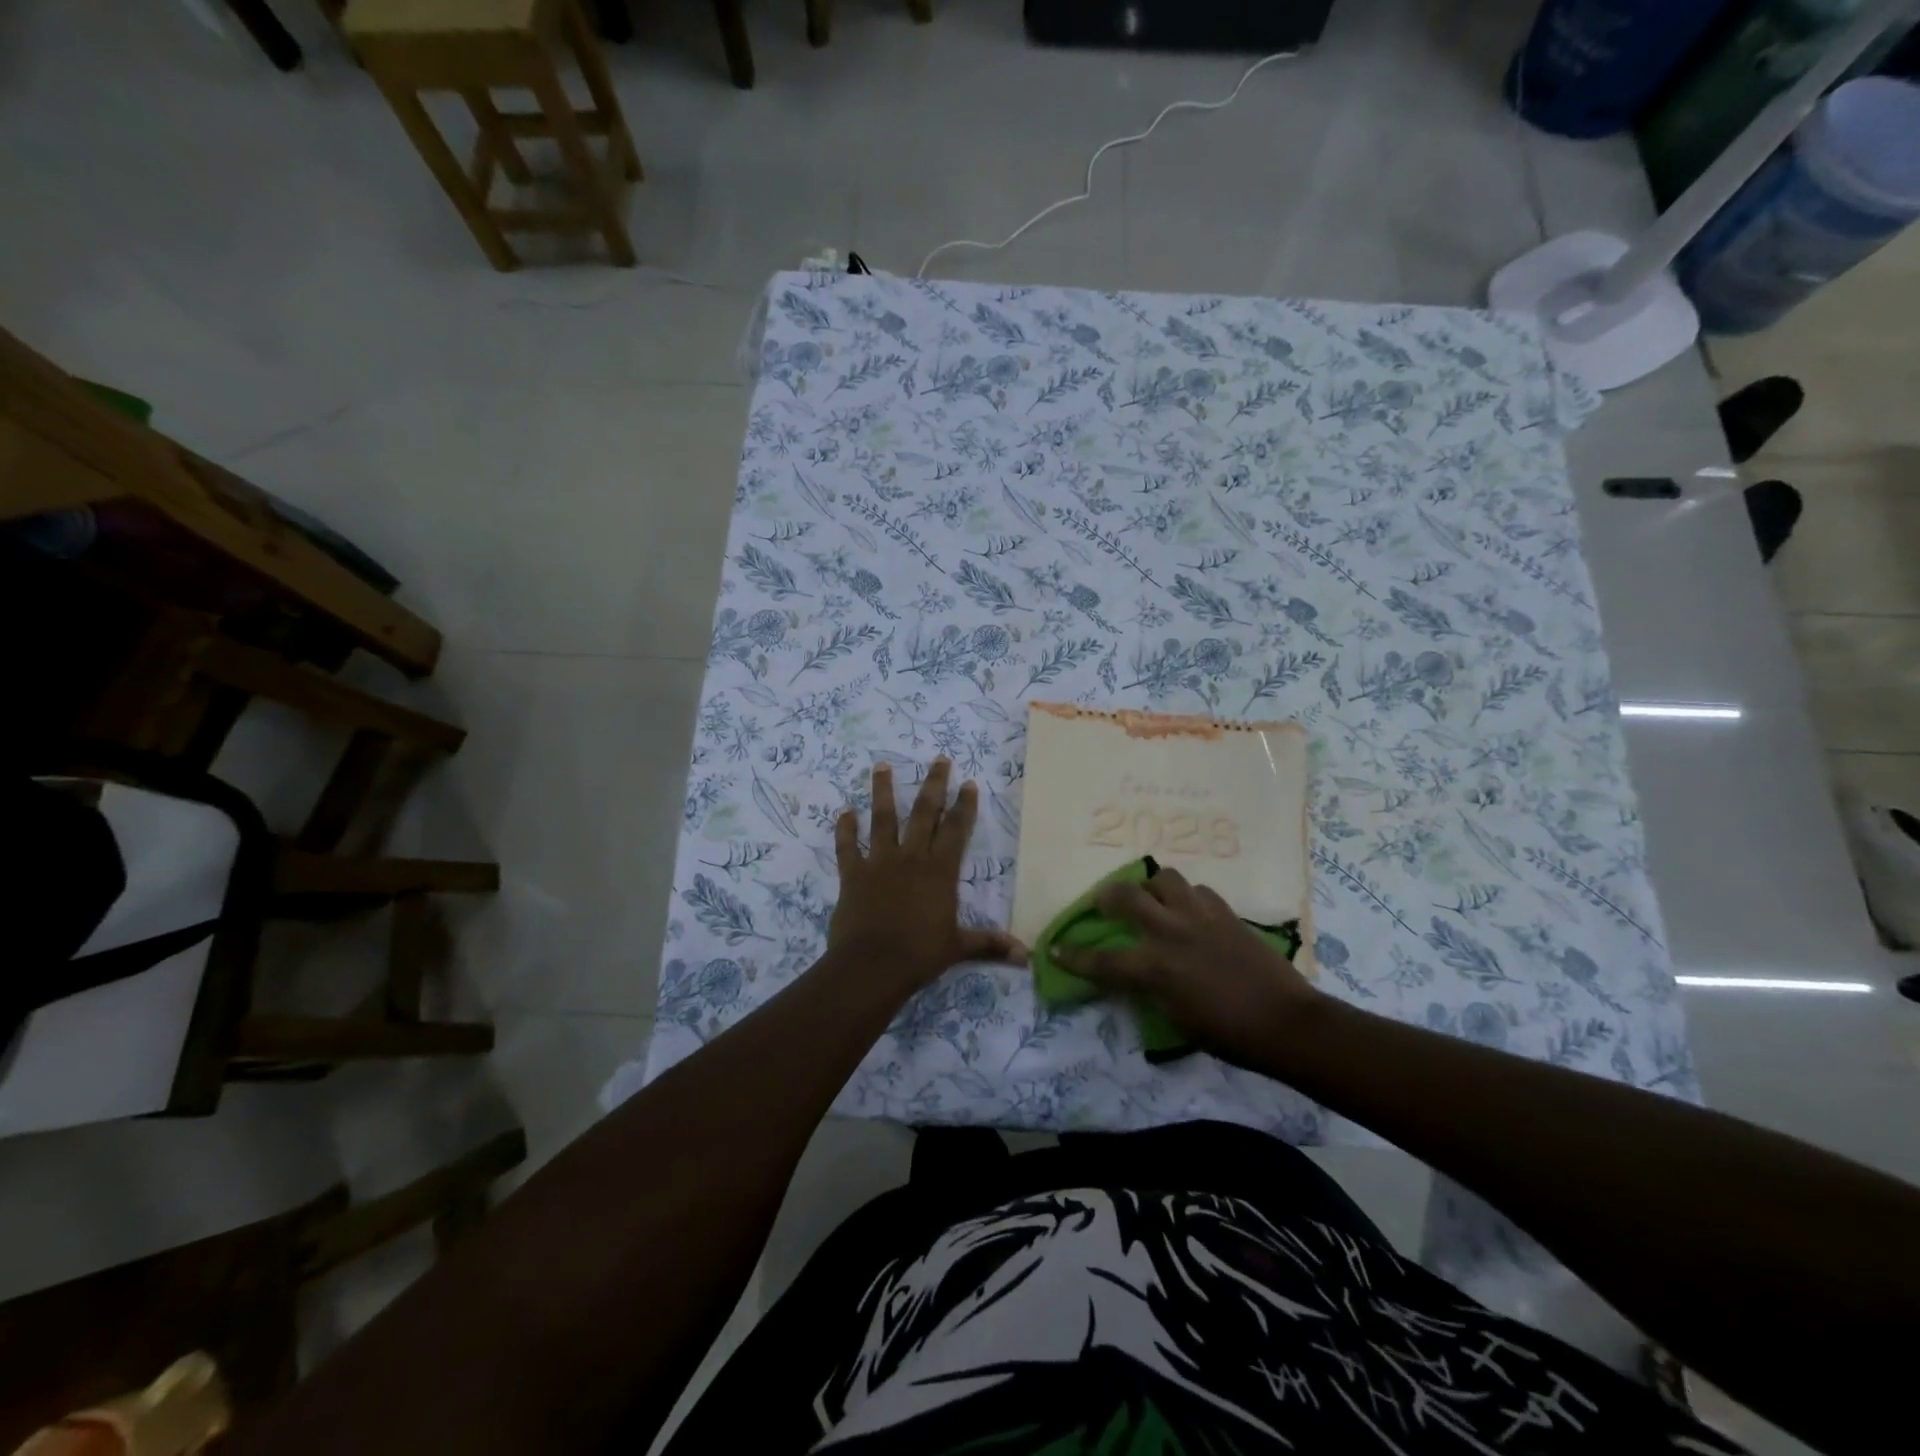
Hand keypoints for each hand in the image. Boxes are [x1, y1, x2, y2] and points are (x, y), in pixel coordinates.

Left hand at [829, 758, 1024, 989]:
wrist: (872, 965)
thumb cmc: (920, 954)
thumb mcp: (959, 948)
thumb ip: (990, 944)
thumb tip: (1027, 956)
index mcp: (940, 871)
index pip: (957, 830)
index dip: (964, 806)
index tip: (968, 783)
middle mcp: (911, 857)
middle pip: (924, 813)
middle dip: (933, 784)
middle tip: (938, 759)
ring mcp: (879, 862)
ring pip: (882, 819)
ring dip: (882, 791)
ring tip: (882, 766)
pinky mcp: (853, 874)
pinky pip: (847, 847)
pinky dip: (845, 830)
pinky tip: (844, 812)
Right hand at [1055, 865, 1317, 1067]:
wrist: (1285, 1022)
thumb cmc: (1228, 1034)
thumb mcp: (1176, 1020)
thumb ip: (1150, 991)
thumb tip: (1138, 975)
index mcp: (1154, 968)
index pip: (1101, 961)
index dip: (1073, 957)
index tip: (1054, 949)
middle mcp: (1170, 933)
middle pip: (1125, 897)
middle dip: (1106, 897)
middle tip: (1105, 903)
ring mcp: (1199, 917)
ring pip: (1164, 878)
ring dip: (1152, 887)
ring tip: (1154, 898)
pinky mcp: (1225, 912)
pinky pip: (1198, 890)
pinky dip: (1188, 897)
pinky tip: (1191, 911)